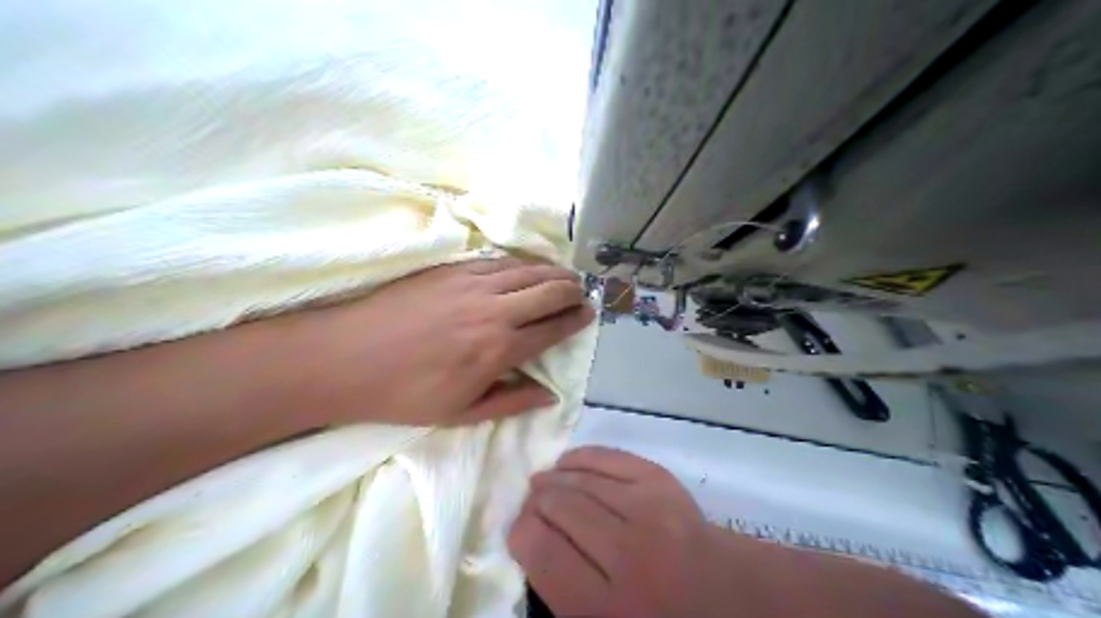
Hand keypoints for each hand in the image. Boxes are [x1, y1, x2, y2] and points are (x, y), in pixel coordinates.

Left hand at [281, 258, 594, 427]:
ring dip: (551, 272)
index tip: (588, 314)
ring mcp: (471, 283)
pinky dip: (520, 263)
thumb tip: (550, 395)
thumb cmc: (404, 394)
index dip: (575, 320)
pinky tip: (525, 266)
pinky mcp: (450, 269)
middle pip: (547, 291)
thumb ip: (511, 402)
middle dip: (571, 291)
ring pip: (526, 270)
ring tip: (564, 276)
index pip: (552, 328)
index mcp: (498, 348)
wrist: (345, 358)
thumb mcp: (461, 413)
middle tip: (581, 293)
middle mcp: (493, 309)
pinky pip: (497, 261)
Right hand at [507, 447, 738, 616]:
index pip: (542, 552)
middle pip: (560, 508)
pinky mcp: (663, 482)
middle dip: (536, 502)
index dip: (520, 533)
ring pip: (582, 480)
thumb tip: (530, 540)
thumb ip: (561, 591)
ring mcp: (649, 510)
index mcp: (606, 607)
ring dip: (554, 477)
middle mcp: (627, 554)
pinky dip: (583, 457)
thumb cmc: (656, 614)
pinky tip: (568, 462)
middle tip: (531, 504)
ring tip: (543, 482)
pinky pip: (610, 458)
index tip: (518, 529)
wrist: (726, 595)